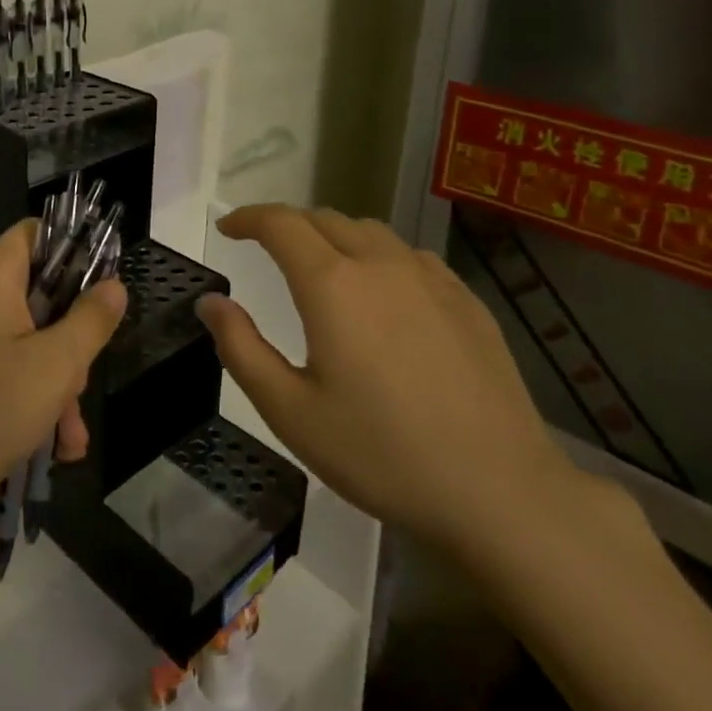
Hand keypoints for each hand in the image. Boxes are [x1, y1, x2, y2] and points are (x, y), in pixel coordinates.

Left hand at [0, 219, 126, 545]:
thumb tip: (113, 284)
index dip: (71, 248)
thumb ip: (90, 321)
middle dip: (69, 344)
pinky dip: (25, 406)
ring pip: (22, 347)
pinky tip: (46, 453)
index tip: (101, 287)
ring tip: (68, 443)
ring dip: (53, 389)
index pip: (33, 234)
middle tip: (80, 387)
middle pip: (36, 299)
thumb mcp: (54, 367)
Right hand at [195, 204, 579, 554]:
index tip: (228, 228)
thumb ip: (240, 348)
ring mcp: (430, 279)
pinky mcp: (466, 300)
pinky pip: (410, 256)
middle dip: (288, 225)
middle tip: (266, 250)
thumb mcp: (290, 412)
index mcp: (332, 285)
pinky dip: (379, 256)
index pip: (280, 223)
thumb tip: (210, 301)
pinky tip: (383, 292)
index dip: (248, 217)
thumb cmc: (381, 455)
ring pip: (369, 232)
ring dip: (333, 236)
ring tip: (322, 266)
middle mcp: (380, 264)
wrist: (500, 493)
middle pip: (324, 219)